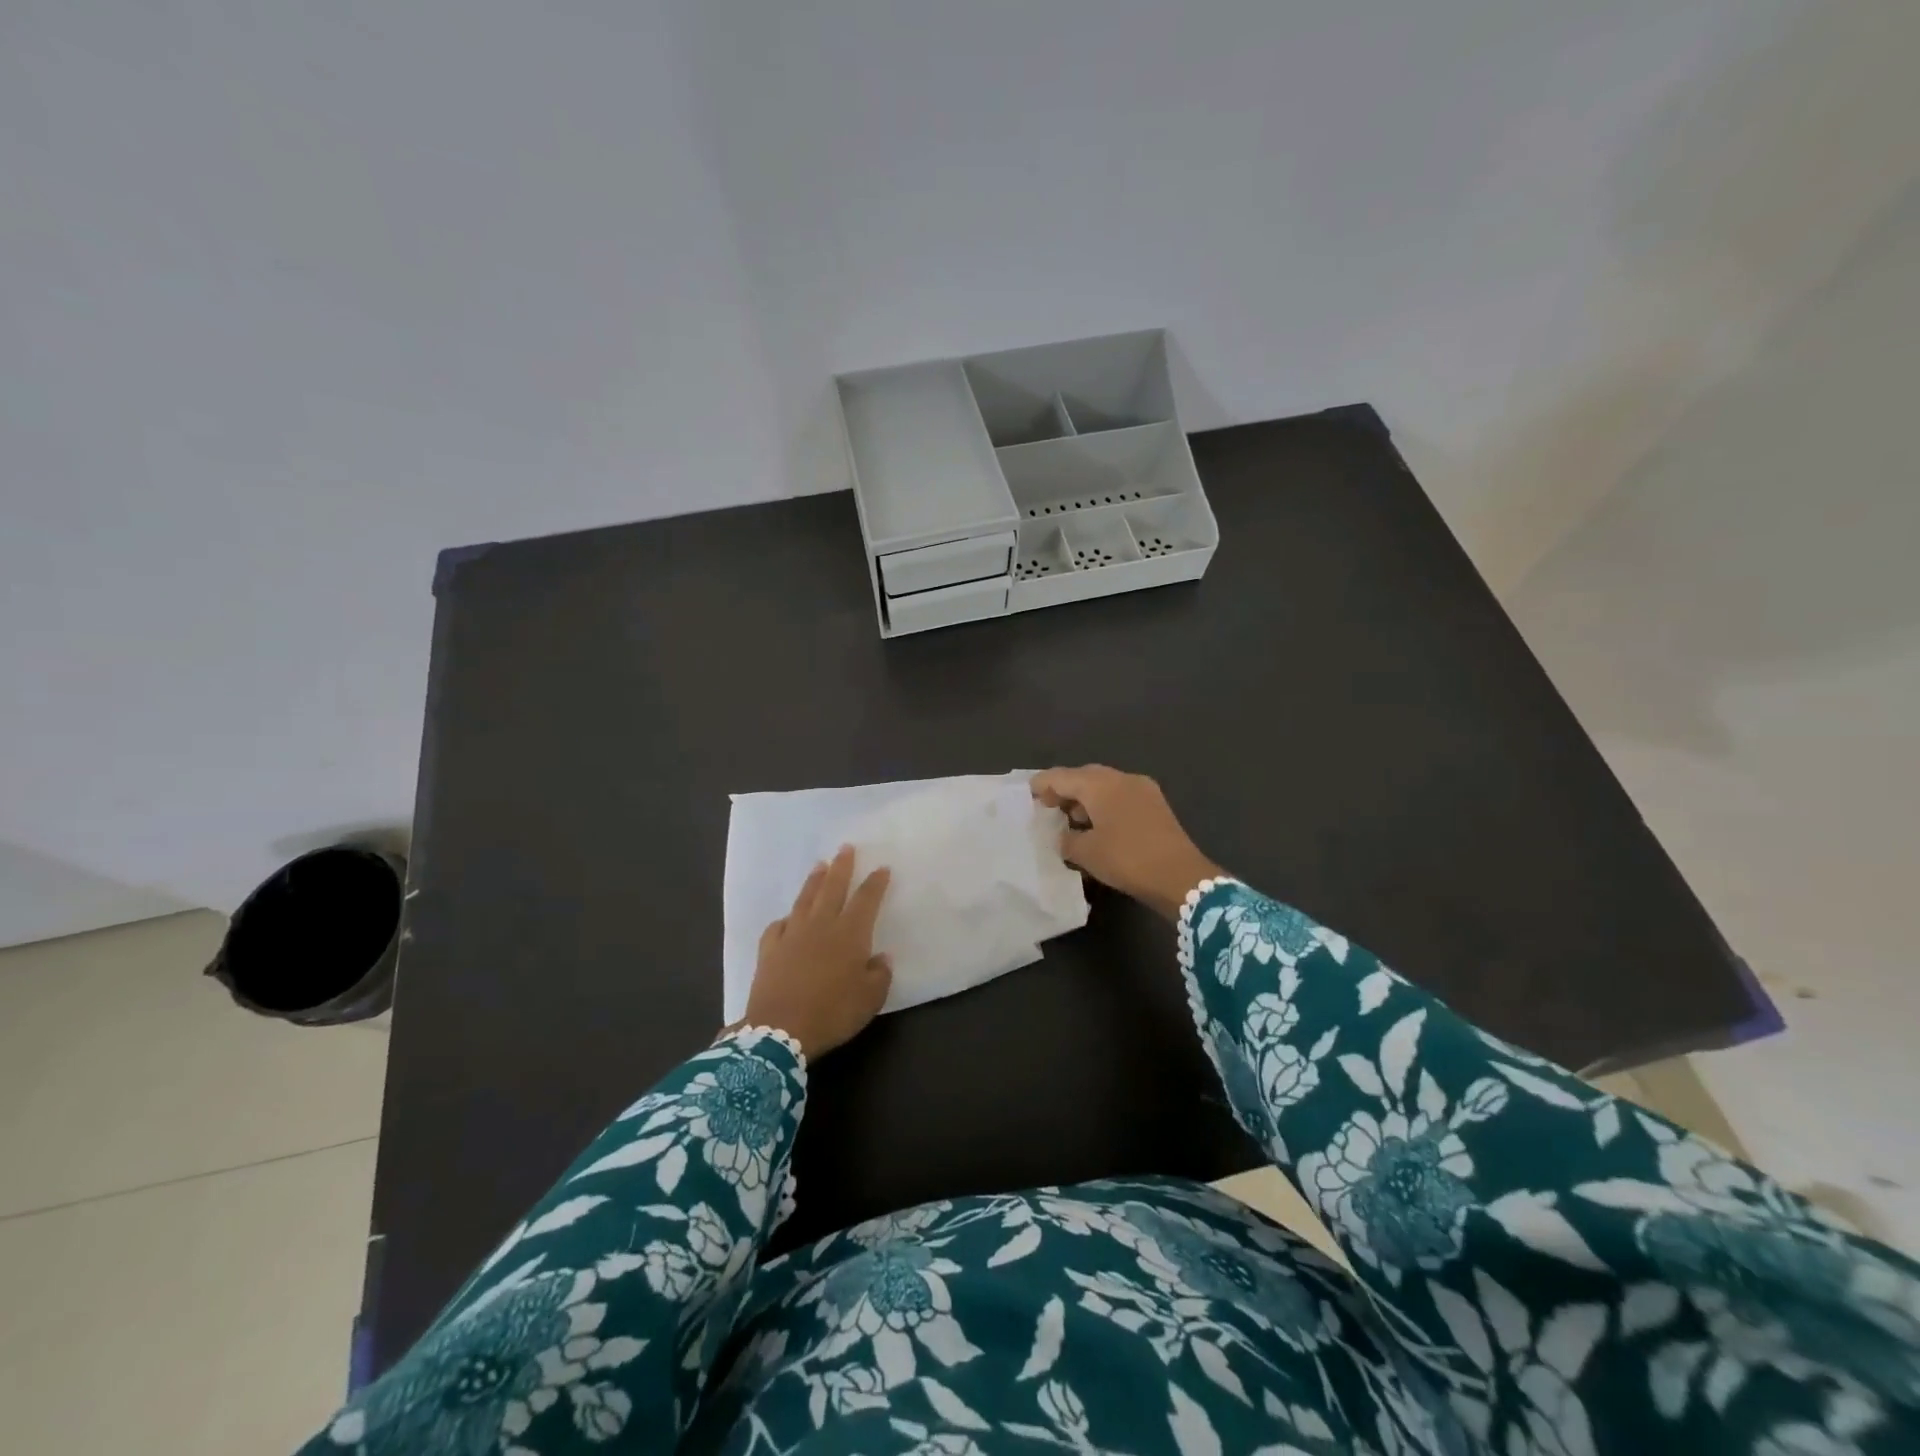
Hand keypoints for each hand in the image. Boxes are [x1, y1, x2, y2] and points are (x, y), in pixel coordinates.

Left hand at [740, 846, 892, 1059]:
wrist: (780, 1031)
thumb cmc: (833, 1013)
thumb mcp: (870, 1000)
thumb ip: (879, 974)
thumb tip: (880, 957)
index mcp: (850, 934)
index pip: (866, 899)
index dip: (875, 883)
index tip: (882, 868)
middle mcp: (821, 926)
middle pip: (833, 888)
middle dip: (842, 867)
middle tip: (845, 847)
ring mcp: (792, 935)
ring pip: (805, 899)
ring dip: (814, 881)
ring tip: (820, 866)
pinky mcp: (769, 950)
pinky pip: (778, 926)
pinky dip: (785, 919)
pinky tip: (787, 918)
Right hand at [1031, 765, 1220, 919]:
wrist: (1181, 877)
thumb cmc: (1127, 859)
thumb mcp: (1086, 853)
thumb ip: (1066, 840)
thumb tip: (1064, 836)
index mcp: (1099, 784)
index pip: (1061, 777)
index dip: (1041, 785)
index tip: (1027, 796)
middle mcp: (1121, 778)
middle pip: (1083, 776)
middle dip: (1064, 790)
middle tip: (1047, 809)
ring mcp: (1142, 789)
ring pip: (1104, 785)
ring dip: (1085, 799)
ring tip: (1070, 821)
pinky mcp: (1155, 805)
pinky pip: (1120, 796)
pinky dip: (1104, 805)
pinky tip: (1097, 827)